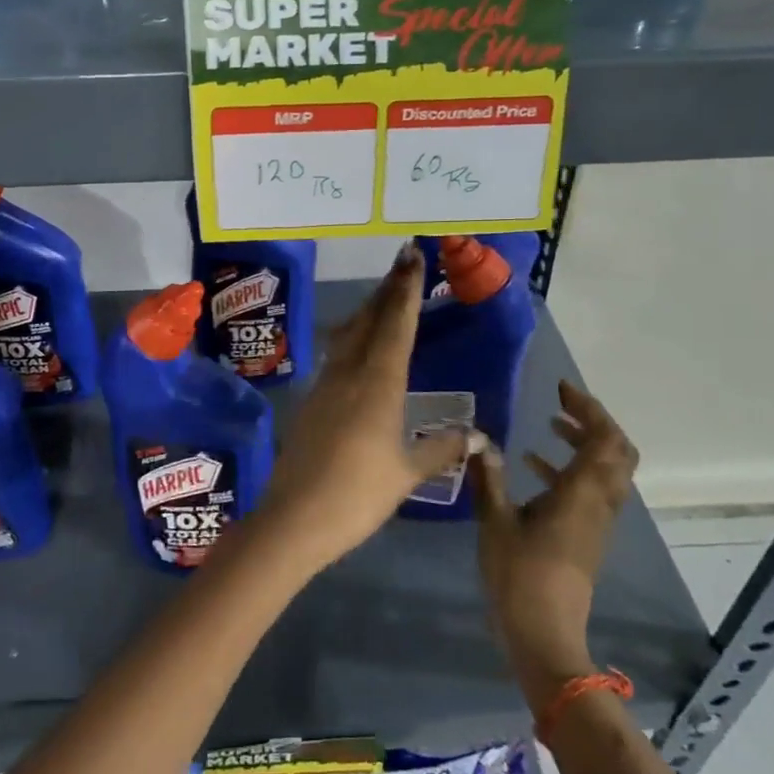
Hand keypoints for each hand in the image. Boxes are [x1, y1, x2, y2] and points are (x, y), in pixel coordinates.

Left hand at [254, 246, 477, 573]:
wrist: (294, 518)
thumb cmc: (357, 494)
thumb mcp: (406, 473)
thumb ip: (441, 449)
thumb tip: (478, 435)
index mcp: (378, 383)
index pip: (395, 324)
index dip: (406, 289)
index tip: (412, 256)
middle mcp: (349, 374)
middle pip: (368, 320)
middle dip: (386, 289)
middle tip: (402, 262)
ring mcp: (325, 386)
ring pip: (349, 335)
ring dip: (367, 311)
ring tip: (383, 296)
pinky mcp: (311, 402)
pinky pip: (336, 356)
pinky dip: (352, 338)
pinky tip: (357, 347)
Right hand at [472, 381, 637, 706]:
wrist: (543, 634)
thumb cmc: (520, 575)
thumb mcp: (495, 521)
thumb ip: (489, 477)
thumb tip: (479, 440)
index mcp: (582, 493)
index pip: (605, 439)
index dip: (589, 408)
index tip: (560, 390)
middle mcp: (598, 503)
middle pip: (617, 452)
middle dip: (594, 422)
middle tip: (561, 405)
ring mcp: (596, 522)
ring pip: (606, 471)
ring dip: (584, 444)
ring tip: (550, 426)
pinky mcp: (585, 536)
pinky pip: (590, 490)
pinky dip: (572, 468)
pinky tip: (534, 466)